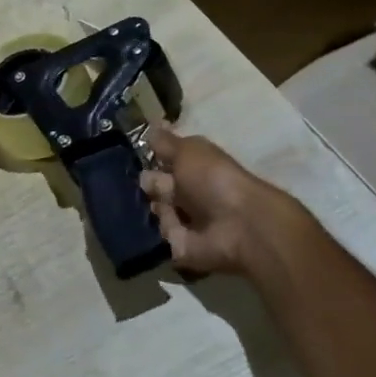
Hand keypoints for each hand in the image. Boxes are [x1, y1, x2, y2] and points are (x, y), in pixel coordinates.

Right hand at [139, 121, 308, 279]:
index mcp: (195, 169)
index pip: (165, 162)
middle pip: (156, 186)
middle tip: (151, 183)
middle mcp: (190, 194)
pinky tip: (168, 223)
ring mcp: (186, 222)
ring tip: (165, 204)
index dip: (152, 158)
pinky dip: (162, 229)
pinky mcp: (180, 247)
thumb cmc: (215, 180)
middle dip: (149, 183)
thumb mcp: (189, 150)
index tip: (136, 154)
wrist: (239, 226)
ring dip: (155, 206)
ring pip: (155, 210)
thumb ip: (166, 141)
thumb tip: (148, 129)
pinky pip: (160, 236)